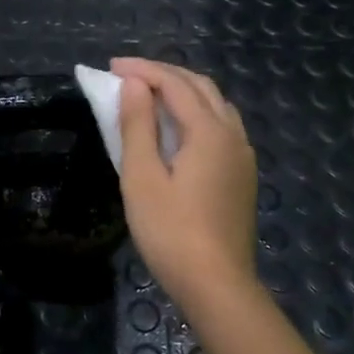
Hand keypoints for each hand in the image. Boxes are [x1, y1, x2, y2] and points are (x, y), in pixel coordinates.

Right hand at [111, 58, 257, 304]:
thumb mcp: (142, 177)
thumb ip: (137, 126)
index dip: (143, 70)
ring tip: (151, 93)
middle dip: (164, 73)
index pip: (175, 84)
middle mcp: (233, 135)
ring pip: (216, 105)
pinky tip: (178, 127)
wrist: (217, 286)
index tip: (111, 67)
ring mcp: (243, 156)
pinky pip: (222, 125)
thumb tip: (135, 85)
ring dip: (184, 90)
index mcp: (209, 131)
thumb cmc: (170, 232)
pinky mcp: (243, 175)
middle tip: (128, 75)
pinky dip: (197, 111)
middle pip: (201, 87)